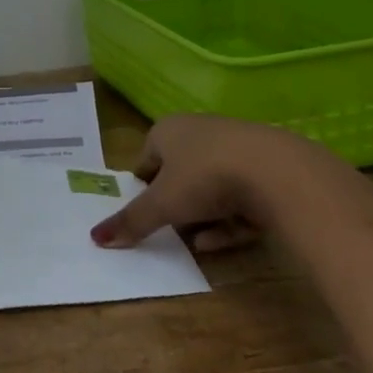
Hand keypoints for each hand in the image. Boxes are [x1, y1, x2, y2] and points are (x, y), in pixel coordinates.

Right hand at [89, 114, 349, 250]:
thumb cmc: (205, 177)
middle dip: (175, 202)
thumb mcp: (162, 204)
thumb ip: (131, 221)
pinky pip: (238, 198)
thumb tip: (95, 238)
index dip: (143, 186)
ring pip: (210, 187)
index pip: (147, 157)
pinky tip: (220, 241)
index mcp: (168, 130)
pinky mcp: (266, 170)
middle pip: (180, 172)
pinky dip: (228, 221)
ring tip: (195, 242)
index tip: (143, 211)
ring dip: (202, 216)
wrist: (277, 172)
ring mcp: (236, 149)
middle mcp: (200, 132)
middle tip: (168, 228)